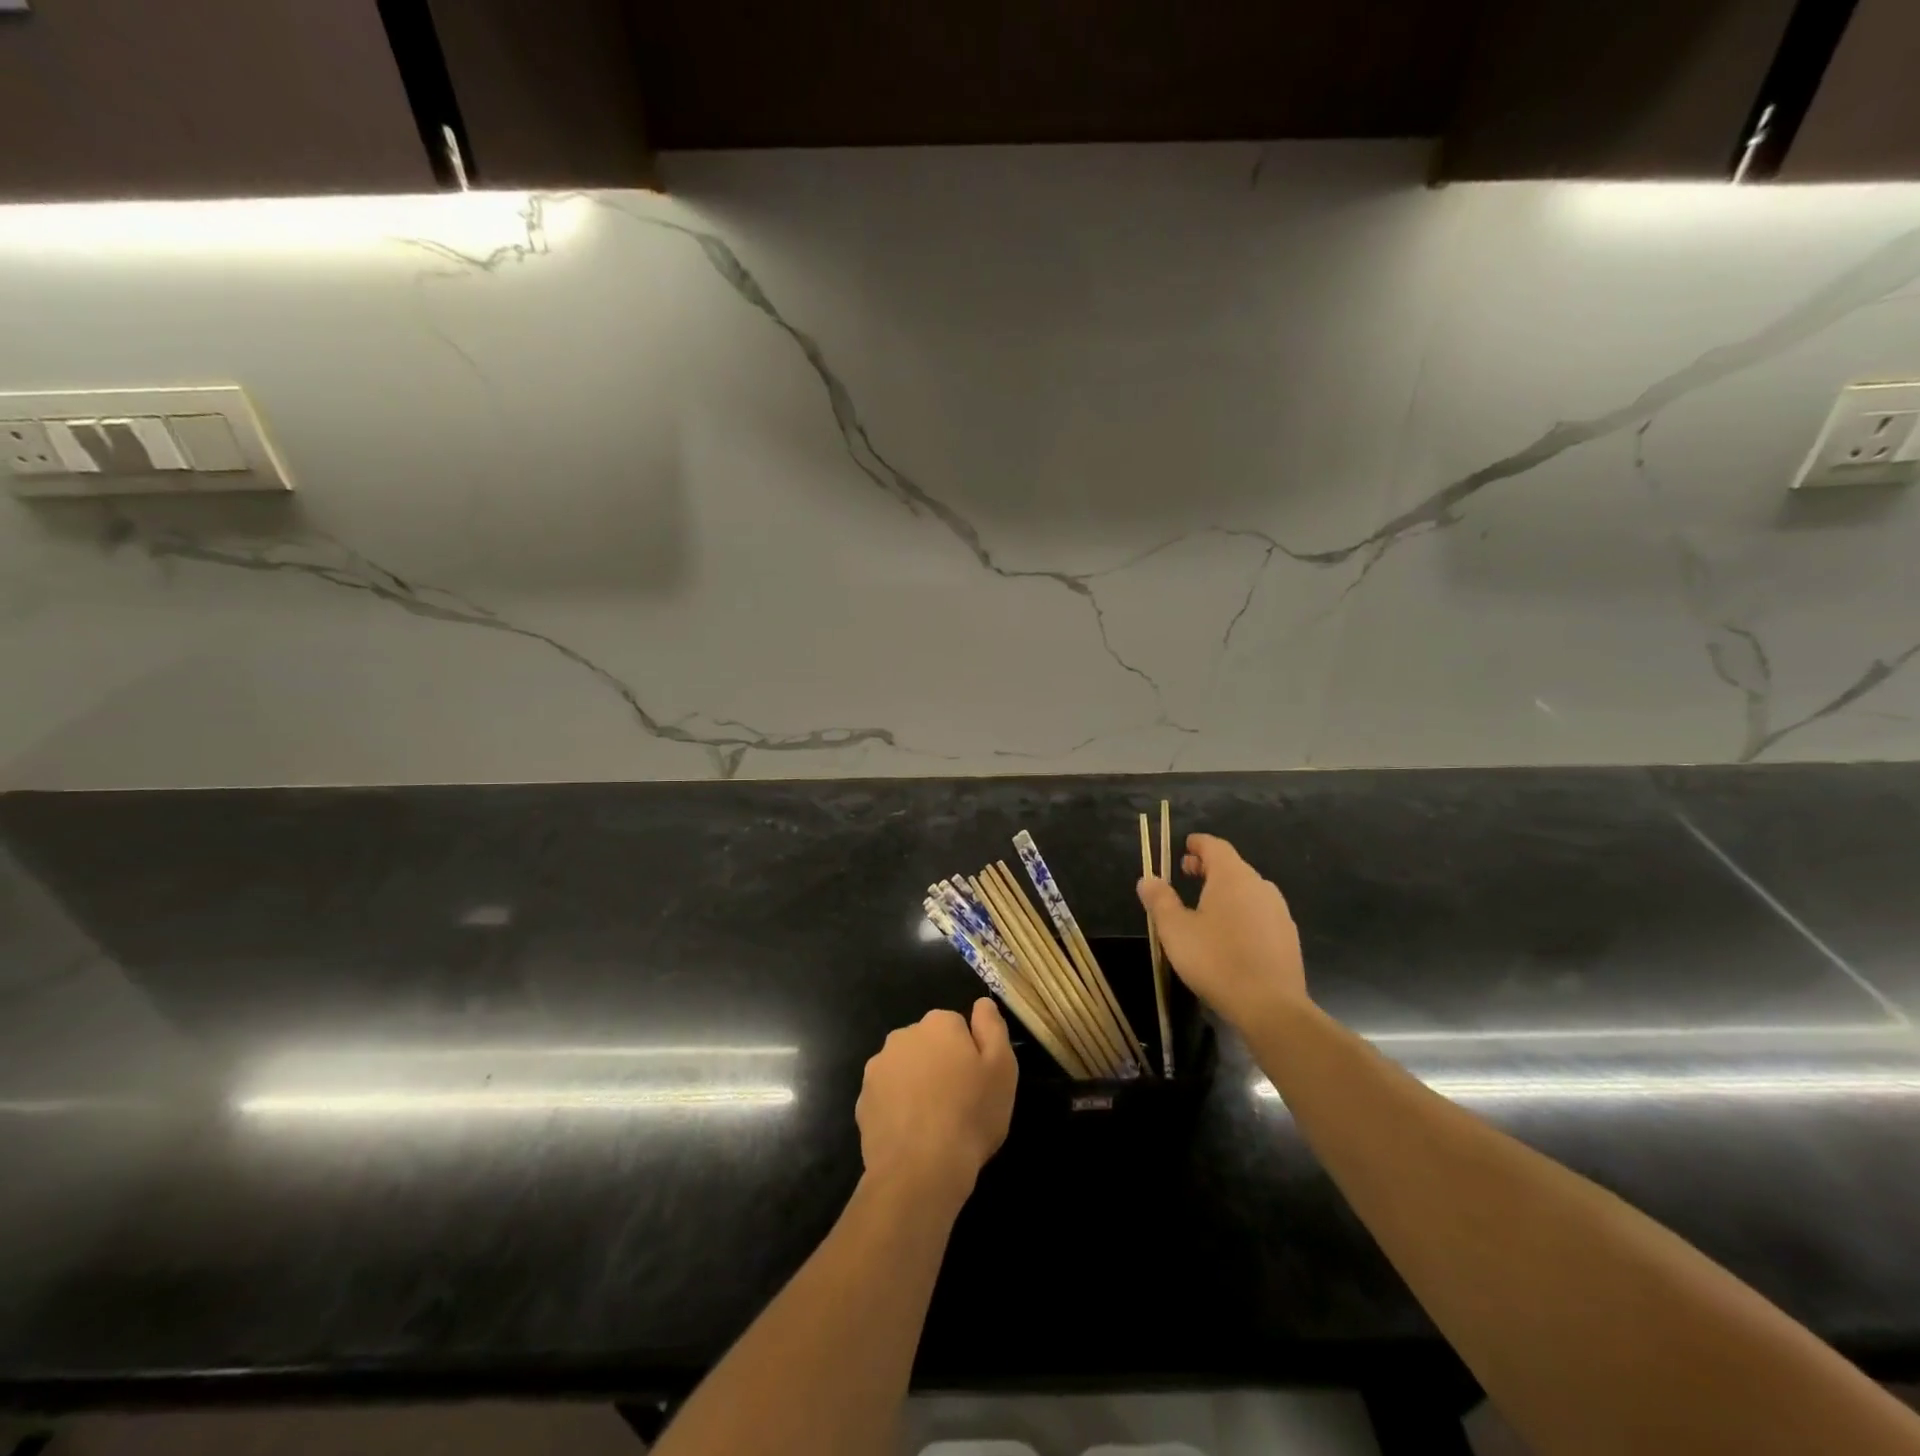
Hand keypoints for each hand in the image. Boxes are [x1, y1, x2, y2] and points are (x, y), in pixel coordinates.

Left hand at [856, 999, 1017, 1203]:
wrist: (920, 1169)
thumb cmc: (970, 1114)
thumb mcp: (1002, 1068)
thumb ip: (993, 1027)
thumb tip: (982, 1003)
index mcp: (938, 1023)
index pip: (956, 1026)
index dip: (969, 1053)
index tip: (977, 1081)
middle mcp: (903, 1035)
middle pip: (928, 1044)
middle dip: (940, 1064)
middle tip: (958, 1101)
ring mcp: (877, 1068)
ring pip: (905, 1069)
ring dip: (917, 1084)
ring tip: (934, 1122)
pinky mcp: (862, 1100)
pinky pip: (887, 1096)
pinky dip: (898, 1108)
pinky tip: (912, 1134)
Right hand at [1137, 833, 1308, 1033]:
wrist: (1271, 1006)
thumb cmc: (1216, 960)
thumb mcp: (1175, 930)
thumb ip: (1159, 900)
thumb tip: (1147, 879)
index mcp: (1232, 877)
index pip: (1215, 847)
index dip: (1198, 844)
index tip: (1185, 846)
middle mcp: (1260, 886)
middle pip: (1233, 866)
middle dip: (1208, 867)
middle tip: (1187, 873)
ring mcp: (1279, 912)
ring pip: (1248, 890)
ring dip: (1226, 891)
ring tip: (1205, 906)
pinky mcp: (1288, 937)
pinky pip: (1260, 913)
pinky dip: (1242, 912)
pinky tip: (1231, 934)